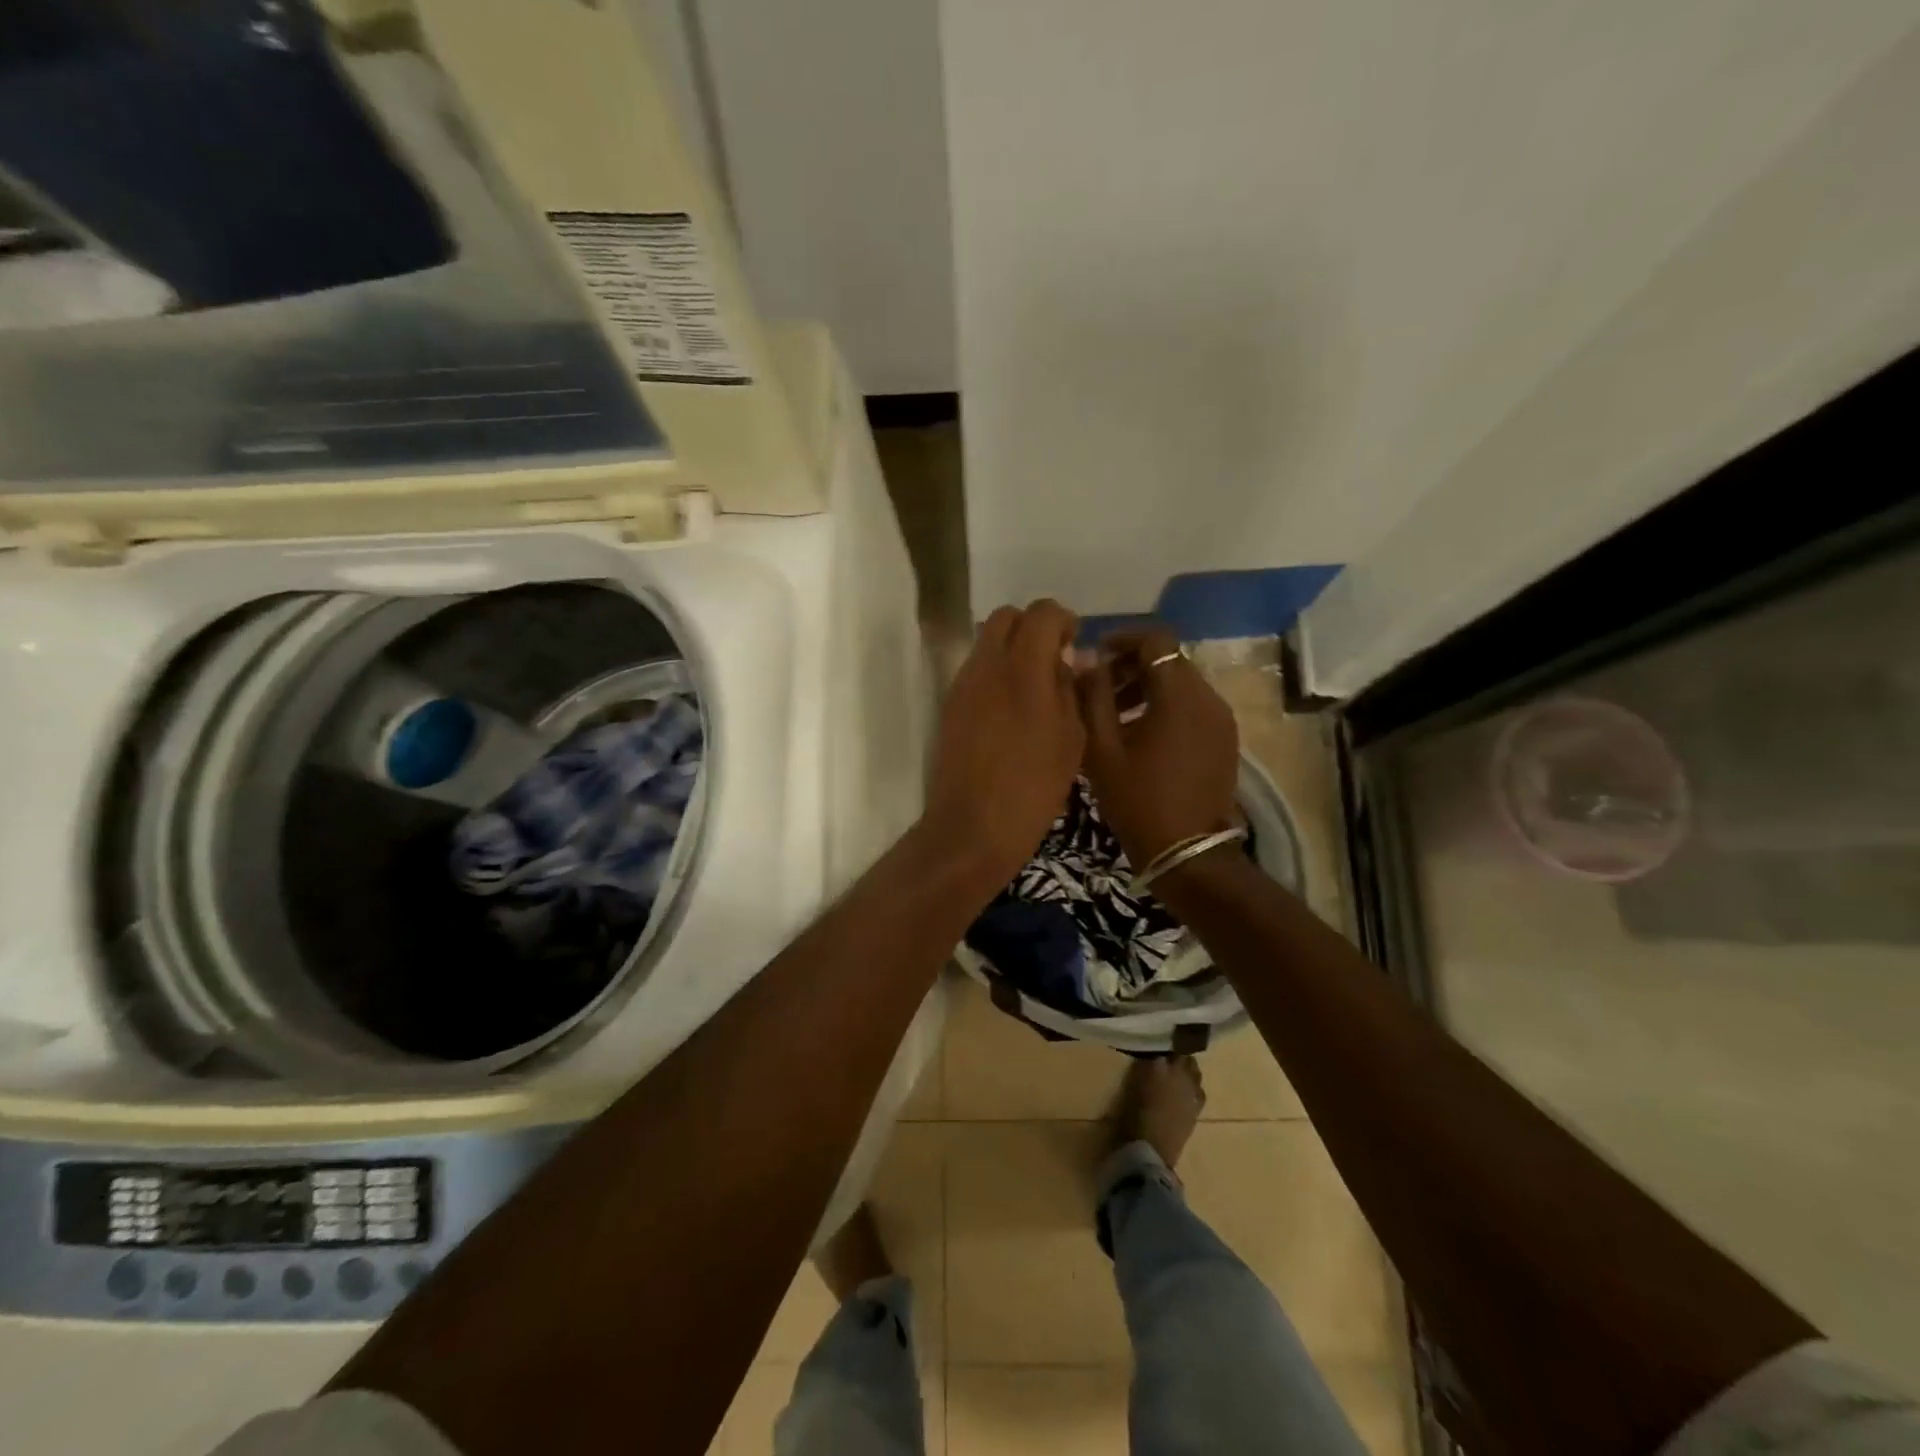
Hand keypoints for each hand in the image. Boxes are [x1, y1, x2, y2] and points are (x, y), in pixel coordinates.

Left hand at [924, 599, 1085, 885]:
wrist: (973, 827)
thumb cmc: (1034, 787)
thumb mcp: (1071, 739)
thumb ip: (1070, 689)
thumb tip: (1067, 660)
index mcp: (1023, 668)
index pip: (1042, 612)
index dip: (1062, 620)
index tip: (1074, 642)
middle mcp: (987, 665)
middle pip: (1006, 617)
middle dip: (1032, 627)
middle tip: (1053, 659)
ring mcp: (962, 684)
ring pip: (986, 643)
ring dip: (1011, 650)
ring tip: (1033, 688)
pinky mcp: (949, 706)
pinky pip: (975, 671)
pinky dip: (995, 673)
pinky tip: (1010, 710)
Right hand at [1078, 626, 1239, 868]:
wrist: (1186, 853)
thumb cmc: (1138, 799)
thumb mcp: (1102, 748)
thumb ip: (1092, 696)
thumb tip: (1086, 660)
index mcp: (1180, 695)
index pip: (1156, 639)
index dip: (1122, 639)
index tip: (1094, 655)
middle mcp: (1209, 698)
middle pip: (1169, 660)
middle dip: (1130, 666)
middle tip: (1097, 689)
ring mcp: (1221, 720)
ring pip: (1182, 683)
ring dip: (1146, 687)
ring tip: (1113, 715)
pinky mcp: (1224, 740)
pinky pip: (1192, 707)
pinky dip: (1165, 706)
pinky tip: (1139, 735)